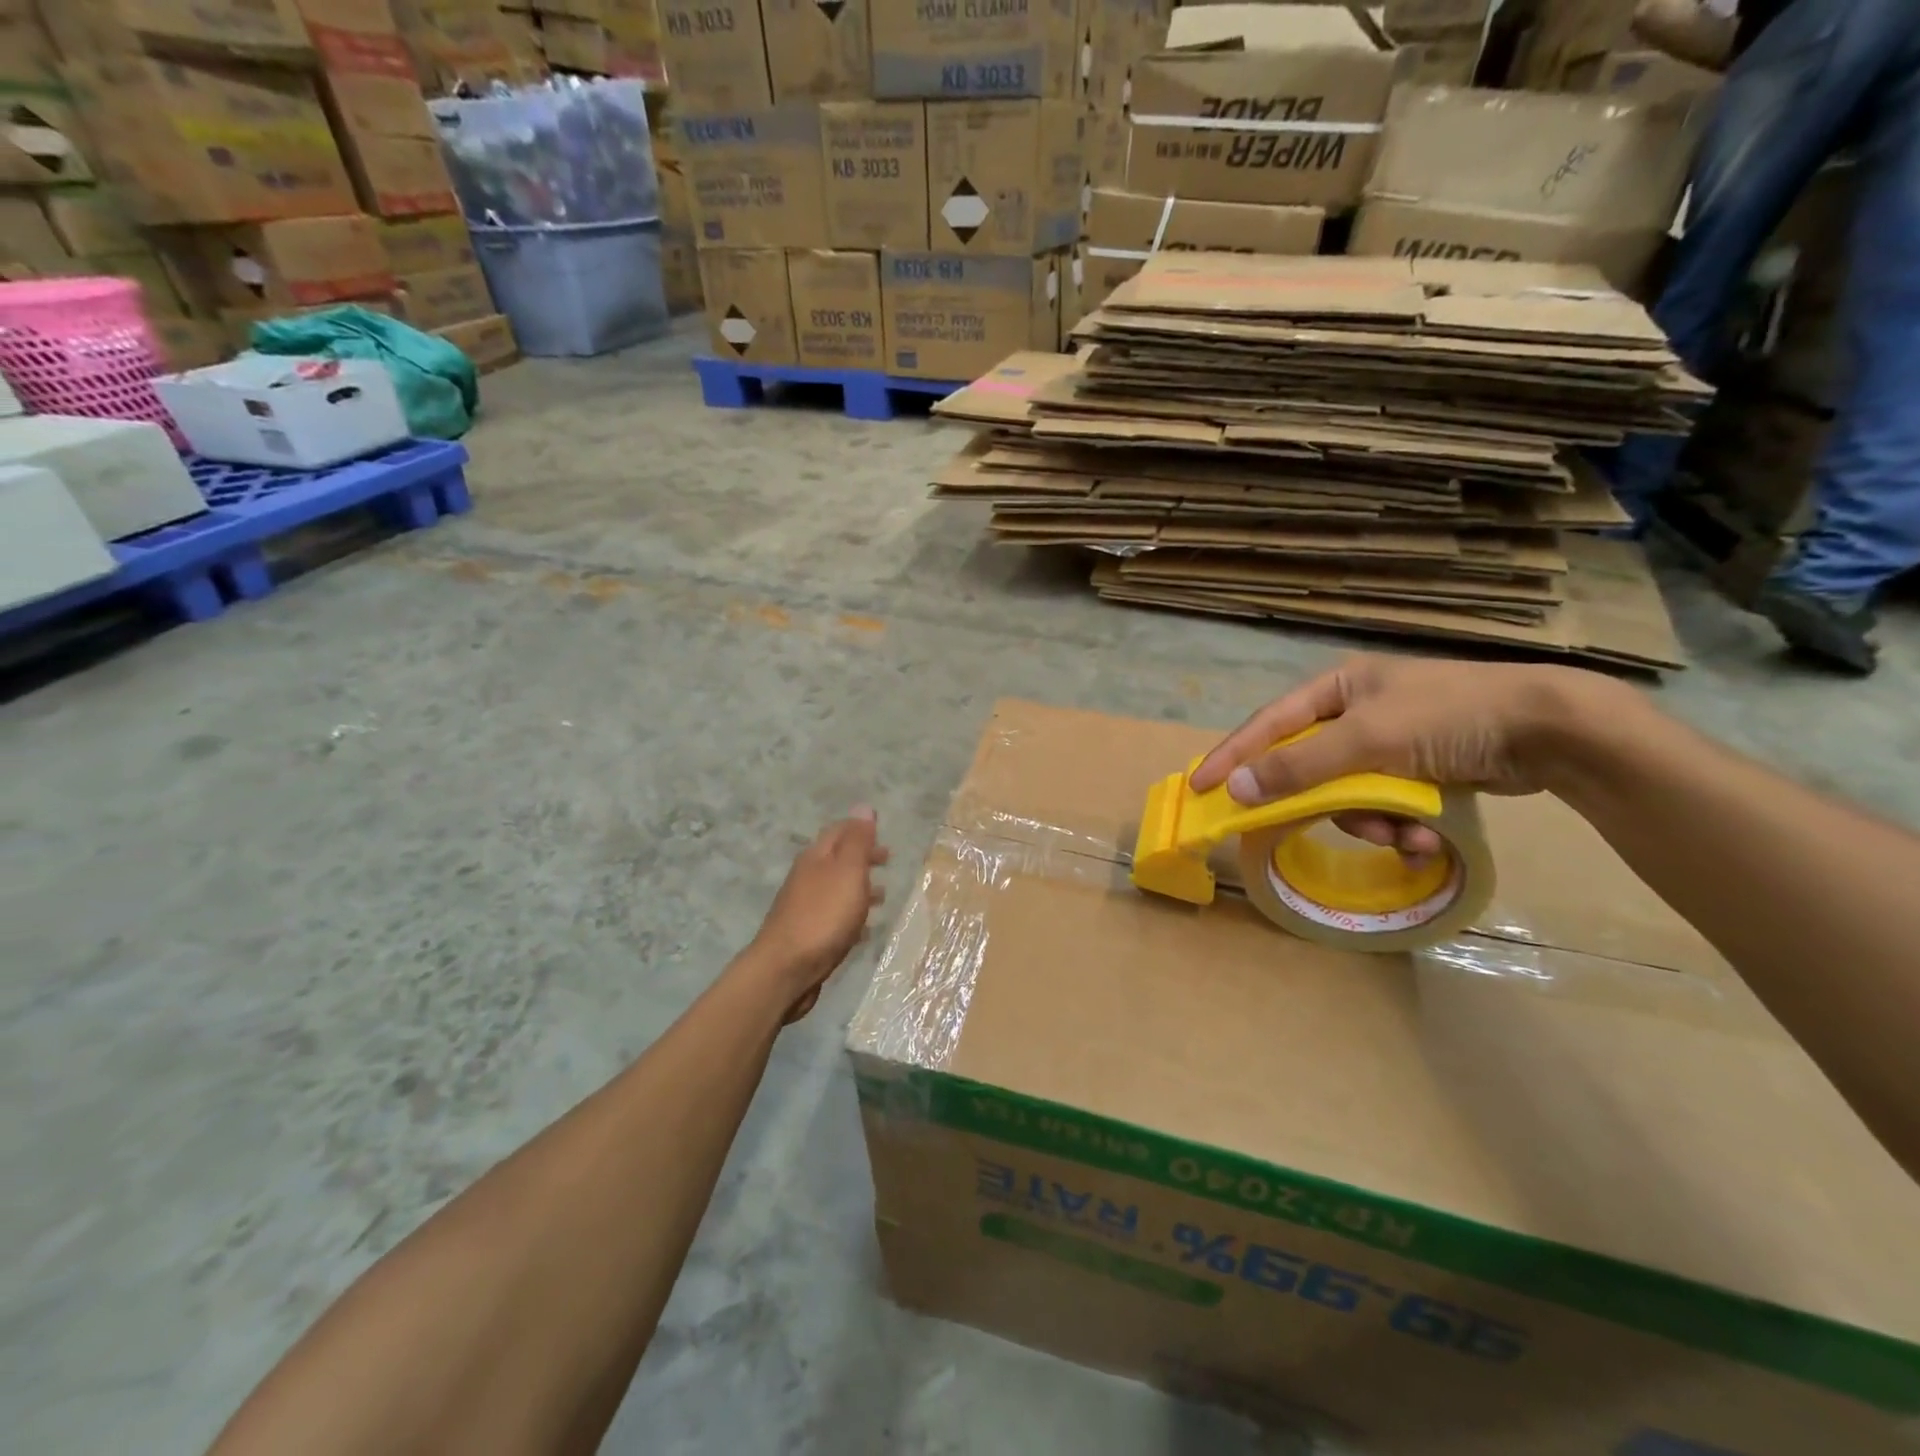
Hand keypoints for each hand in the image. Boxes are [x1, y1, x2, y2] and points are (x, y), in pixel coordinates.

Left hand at [753, 808, 889, 1022]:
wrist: (786, 969)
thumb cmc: (823, 916)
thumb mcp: (847, 872)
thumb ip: (857, 841)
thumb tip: (863, 806)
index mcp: (817, 858)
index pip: (839, 831)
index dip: (859, 828)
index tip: (881, 831)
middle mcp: (808, 877)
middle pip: (838, 859)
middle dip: (862, 856)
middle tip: (888, 859)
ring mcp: (805, 906)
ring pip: (837, 888)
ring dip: (860, 887)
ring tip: (884, 895)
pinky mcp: (808, 934)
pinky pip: (835, 916)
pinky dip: (853, 915)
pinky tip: (866, 930)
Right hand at [1189, 657, 1604, 859]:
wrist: (1549, 730)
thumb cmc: (1448, 717)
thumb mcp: (1368, 740)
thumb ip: (1300, 767)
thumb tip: (1238, 791)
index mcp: (1337, 690)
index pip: (1268, 725)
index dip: (1233, 756)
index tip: (1200, 787)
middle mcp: (1356, 714)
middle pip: (1309, 768)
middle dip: (1323, 804)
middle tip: (1301, 829)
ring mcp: (1388, 744)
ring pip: (1350, 796)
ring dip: (1373, 824)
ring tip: (1406, 837)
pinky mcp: (1418, 772)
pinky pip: (1386, 806)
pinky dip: (1401, 827)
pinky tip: (1426, 840)